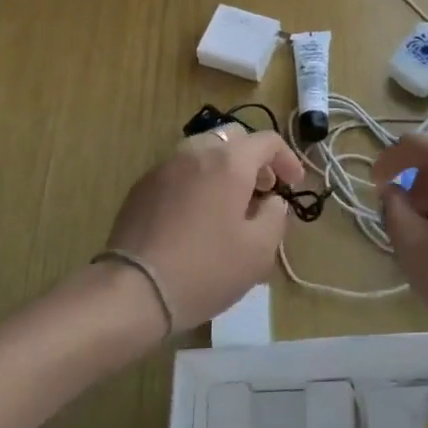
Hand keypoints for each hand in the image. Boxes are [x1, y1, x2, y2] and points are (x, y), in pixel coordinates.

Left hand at [103, 128, 305, 331]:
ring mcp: (165, 166)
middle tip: (263, 189)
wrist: (134, 289)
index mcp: (229, 162)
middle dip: (254, 158)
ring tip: (230, 202)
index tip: (293, 184)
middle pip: (233, 138)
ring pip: (203, 150)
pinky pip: (180, 170)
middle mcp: (197, 152)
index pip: (267, 141)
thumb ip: (275, 217)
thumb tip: (273, 201)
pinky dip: (197, 180)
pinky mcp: (143, 185)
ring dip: (224, 167)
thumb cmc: (206, 269)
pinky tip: (197, 214)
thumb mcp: (258, 251)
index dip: (287, 159)